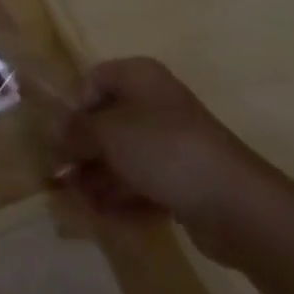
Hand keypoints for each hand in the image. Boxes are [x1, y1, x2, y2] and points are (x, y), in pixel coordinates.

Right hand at [57, 57, 285, 267]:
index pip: (95, 80)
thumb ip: (77, 131)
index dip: (74, 107)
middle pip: (109, 122)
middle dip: (84, 150)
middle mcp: (156, 105)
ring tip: (76, 203)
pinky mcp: (186, 183)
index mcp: (139, 77)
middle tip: (60, 177)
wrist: (236, 204)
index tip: (60, 137)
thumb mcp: (109, 133)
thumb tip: (57, 134)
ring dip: (99, 178)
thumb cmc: (164, 150)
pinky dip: (123, 198)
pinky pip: (145, 185)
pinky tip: (102, 216)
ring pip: (126, 157)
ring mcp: (174, 145)